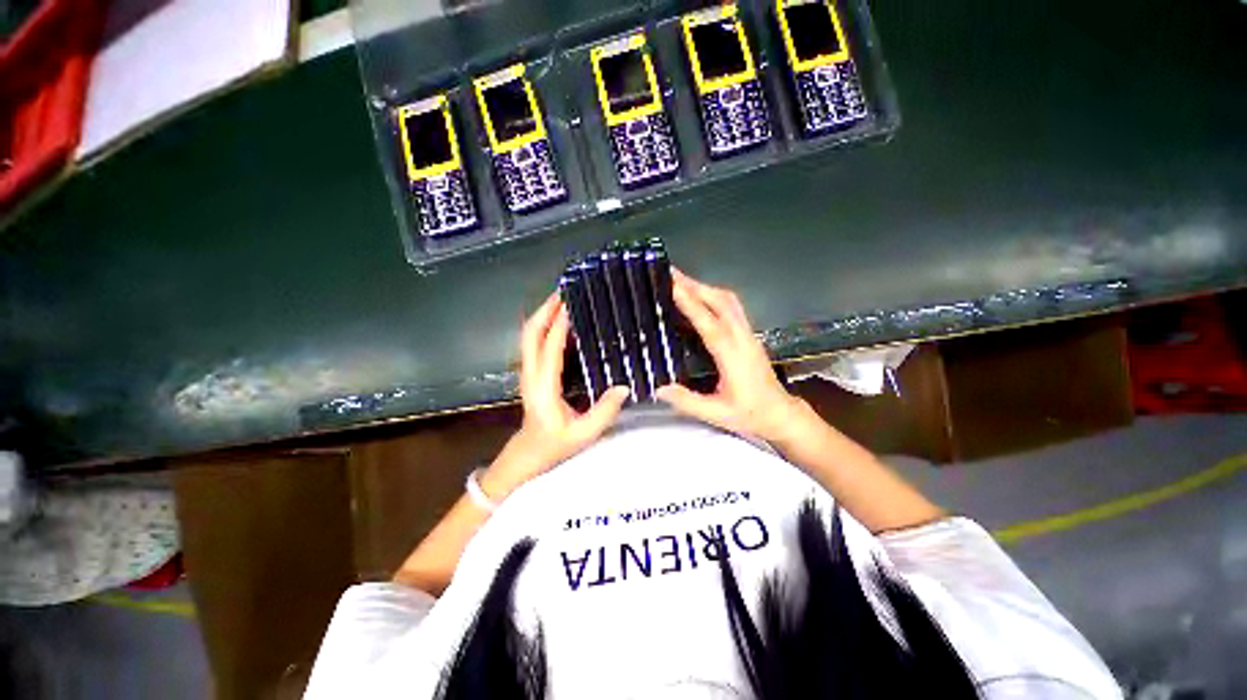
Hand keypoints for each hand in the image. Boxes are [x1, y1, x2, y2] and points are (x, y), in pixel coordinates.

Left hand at [481, 293, 629, 499]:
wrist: (526, 455)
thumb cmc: (553, 446)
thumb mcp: (583, 434)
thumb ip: (604, 411)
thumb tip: (624, 386)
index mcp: (543, 386)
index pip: (549, 348)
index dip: (559, 324)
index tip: (571, 303)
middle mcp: (531, 374)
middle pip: (530, 333)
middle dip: (544, 309)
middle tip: (564, 291)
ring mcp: (528, 372)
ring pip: (528, 335)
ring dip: (542, 314)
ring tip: (562, 299)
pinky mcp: (531, 373)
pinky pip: (534, 343)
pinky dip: (544, 326)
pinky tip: (559, 321)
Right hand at [656, 270, 808, 443]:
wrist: (781, 414)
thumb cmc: (751, 415)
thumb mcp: (717, 414)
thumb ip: (687, 401)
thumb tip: (658, 387)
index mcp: (733, 356)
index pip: (710, 325)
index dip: (691, 305)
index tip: (673, 286)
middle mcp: (743, 338)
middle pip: (721, 302)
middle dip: (695, 285)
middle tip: (671, 273)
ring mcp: (748, 334)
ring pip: (729, 301)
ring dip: (705, 287)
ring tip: (682, 281)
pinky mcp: (748, 335)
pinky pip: (732, 307)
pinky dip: (713, 296)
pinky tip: (700, 297)